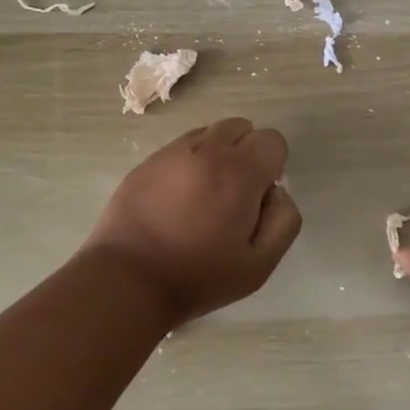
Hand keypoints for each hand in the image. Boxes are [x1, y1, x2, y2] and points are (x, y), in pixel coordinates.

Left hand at [84, 117, 301, 325]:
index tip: (258, 198)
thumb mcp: (259, 265)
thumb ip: (284, 221)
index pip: (273, 140)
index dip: (273, 167)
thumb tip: (277, 192)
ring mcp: (172, 152)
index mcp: (239, 172)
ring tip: (204, 194)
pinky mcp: (146, 161)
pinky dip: (189, 162)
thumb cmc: (197, 277)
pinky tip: (178, 198)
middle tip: (234, 195)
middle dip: (247, 153)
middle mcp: (207, 150)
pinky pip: (180, 146)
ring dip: (218, 153)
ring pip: (210, 132)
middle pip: (242, 127)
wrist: (126, 281)